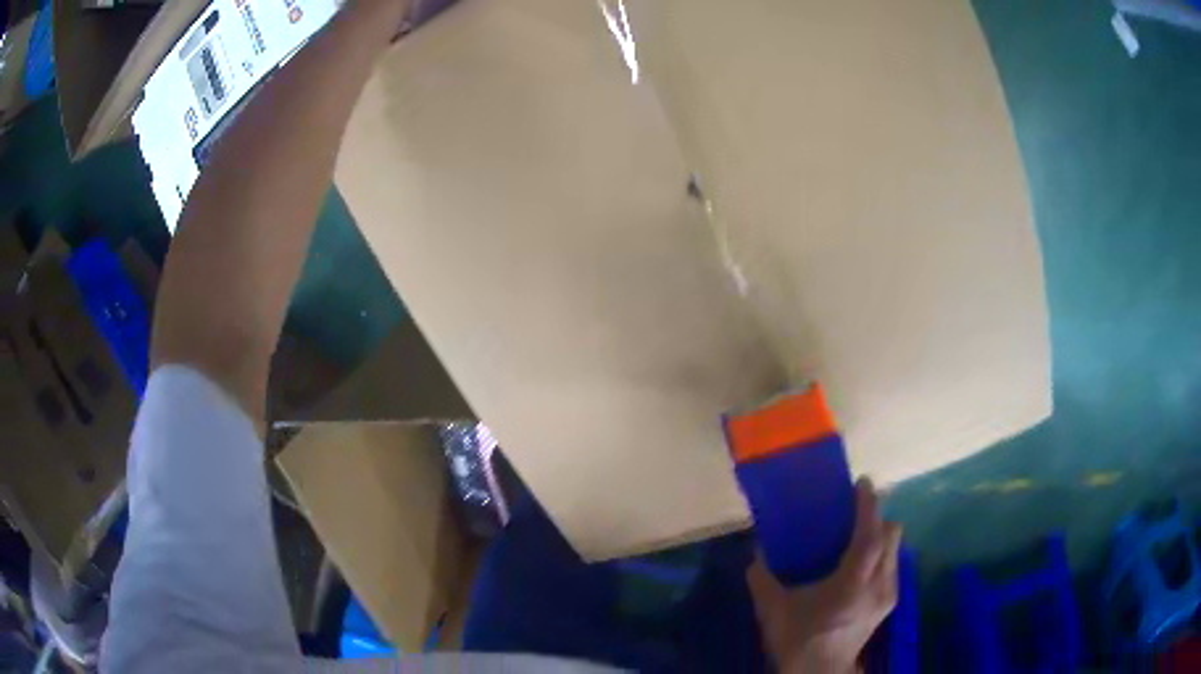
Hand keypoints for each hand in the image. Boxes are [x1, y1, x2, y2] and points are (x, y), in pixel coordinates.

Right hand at [746, 477, 902, 673]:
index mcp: (853, 583)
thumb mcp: (773, 610)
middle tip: (855, 513)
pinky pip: (892, 564)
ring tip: (857, 536)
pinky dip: (881, 553)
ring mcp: (888, 594)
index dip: (868, 506)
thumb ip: (762, 578)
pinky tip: (860, 564)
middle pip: (892, 535)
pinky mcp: (888, 603)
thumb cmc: (798, 639)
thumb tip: (756, 552)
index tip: (861, 484)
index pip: (871, 535)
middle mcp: (879, 584)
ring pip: (895, 549)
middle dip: (877, 517)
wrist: (819, 673)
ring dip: (880, 535)